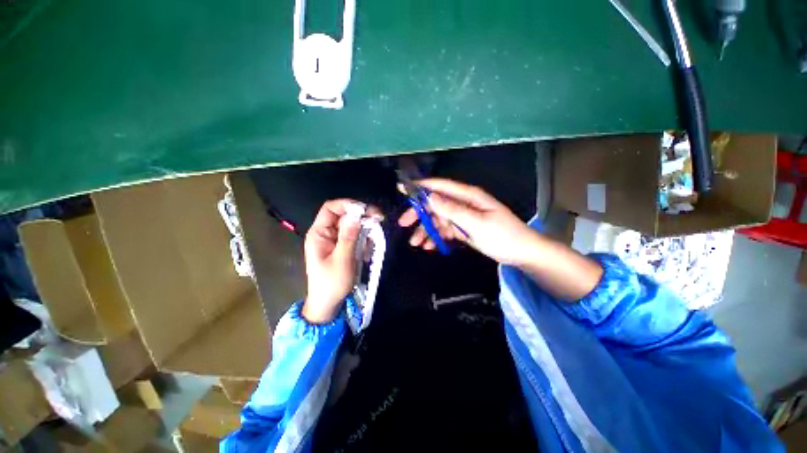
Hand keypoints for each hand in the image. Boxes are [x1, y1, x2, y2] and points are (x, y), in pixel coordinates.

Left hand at [303, 199, 380, 323]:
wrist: (328, 304)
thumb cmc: (331, 283)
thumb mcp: (342, 260)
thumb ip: (349, 236)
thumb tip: (356, 214)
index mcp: (319, 233)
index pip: (330, 208)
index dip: (347, 205)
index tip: (366, 210)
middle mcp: (326, 233)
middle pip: (344, 215)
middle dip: (361, 217)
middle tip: (379, 220)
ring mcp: (335, 240)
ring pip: (352, 225)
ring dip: (365, 230)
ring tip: (373, 241)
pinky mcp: (343, 247)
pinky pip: (355, 237)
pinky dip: (364, 240)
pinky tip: (368, 251)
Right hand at [398, 178, 538, 265]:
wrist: (521, 253)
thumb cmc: (503, 235)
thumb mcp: (477, 223)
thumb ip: (453, 210)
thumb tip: (430, 197)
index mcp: (468, 196)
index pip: (441, 186)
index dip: (421, 186)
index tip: (403, 189)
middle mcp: (463, 204)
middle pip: (435, 204)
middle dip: (419, 213)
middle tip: (403, 223)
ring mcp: (462, 217)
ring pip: (438, 220)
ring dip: (426, 230)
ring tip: (416, 243)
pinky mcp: (463, 229)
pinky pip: (445, 230)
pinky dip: (436, 237)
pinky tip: (429, 246)